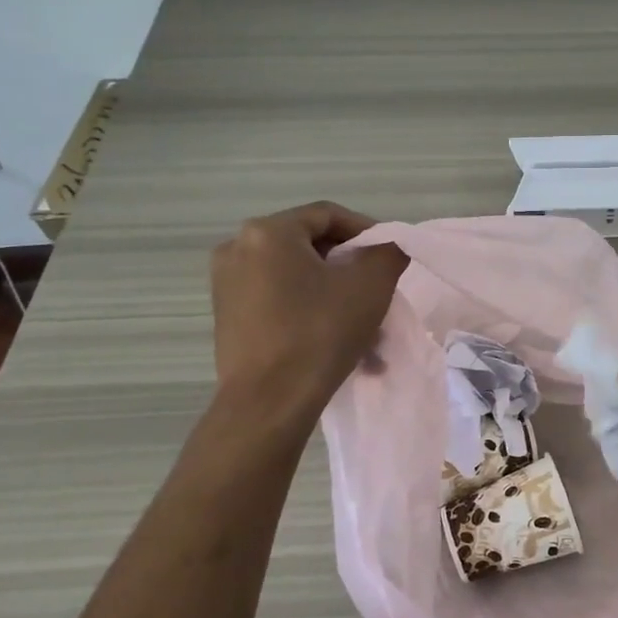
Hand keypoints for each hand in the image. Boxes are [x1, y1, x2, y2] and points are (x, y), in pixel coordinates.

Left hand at [210, 202, 407, 411]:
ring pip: (297, 279)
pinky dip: (310, 313)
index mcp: (268, 232)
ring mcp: (227, 285)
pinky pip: (279, 302)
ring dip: (334, 296)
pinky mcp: (228, 317)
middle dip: (350, 270)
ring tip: (365, 329)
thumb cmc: (320, 333)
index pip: (327, 215)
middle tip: (379, 292)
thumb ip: (387, 253)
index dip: (366, 230)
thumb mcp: (370, 286)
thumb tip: (388, 247)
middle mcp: (238, 249)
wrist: (268, 403)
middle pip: (310, 247)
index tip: (389, 256)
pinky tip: (336, 344)